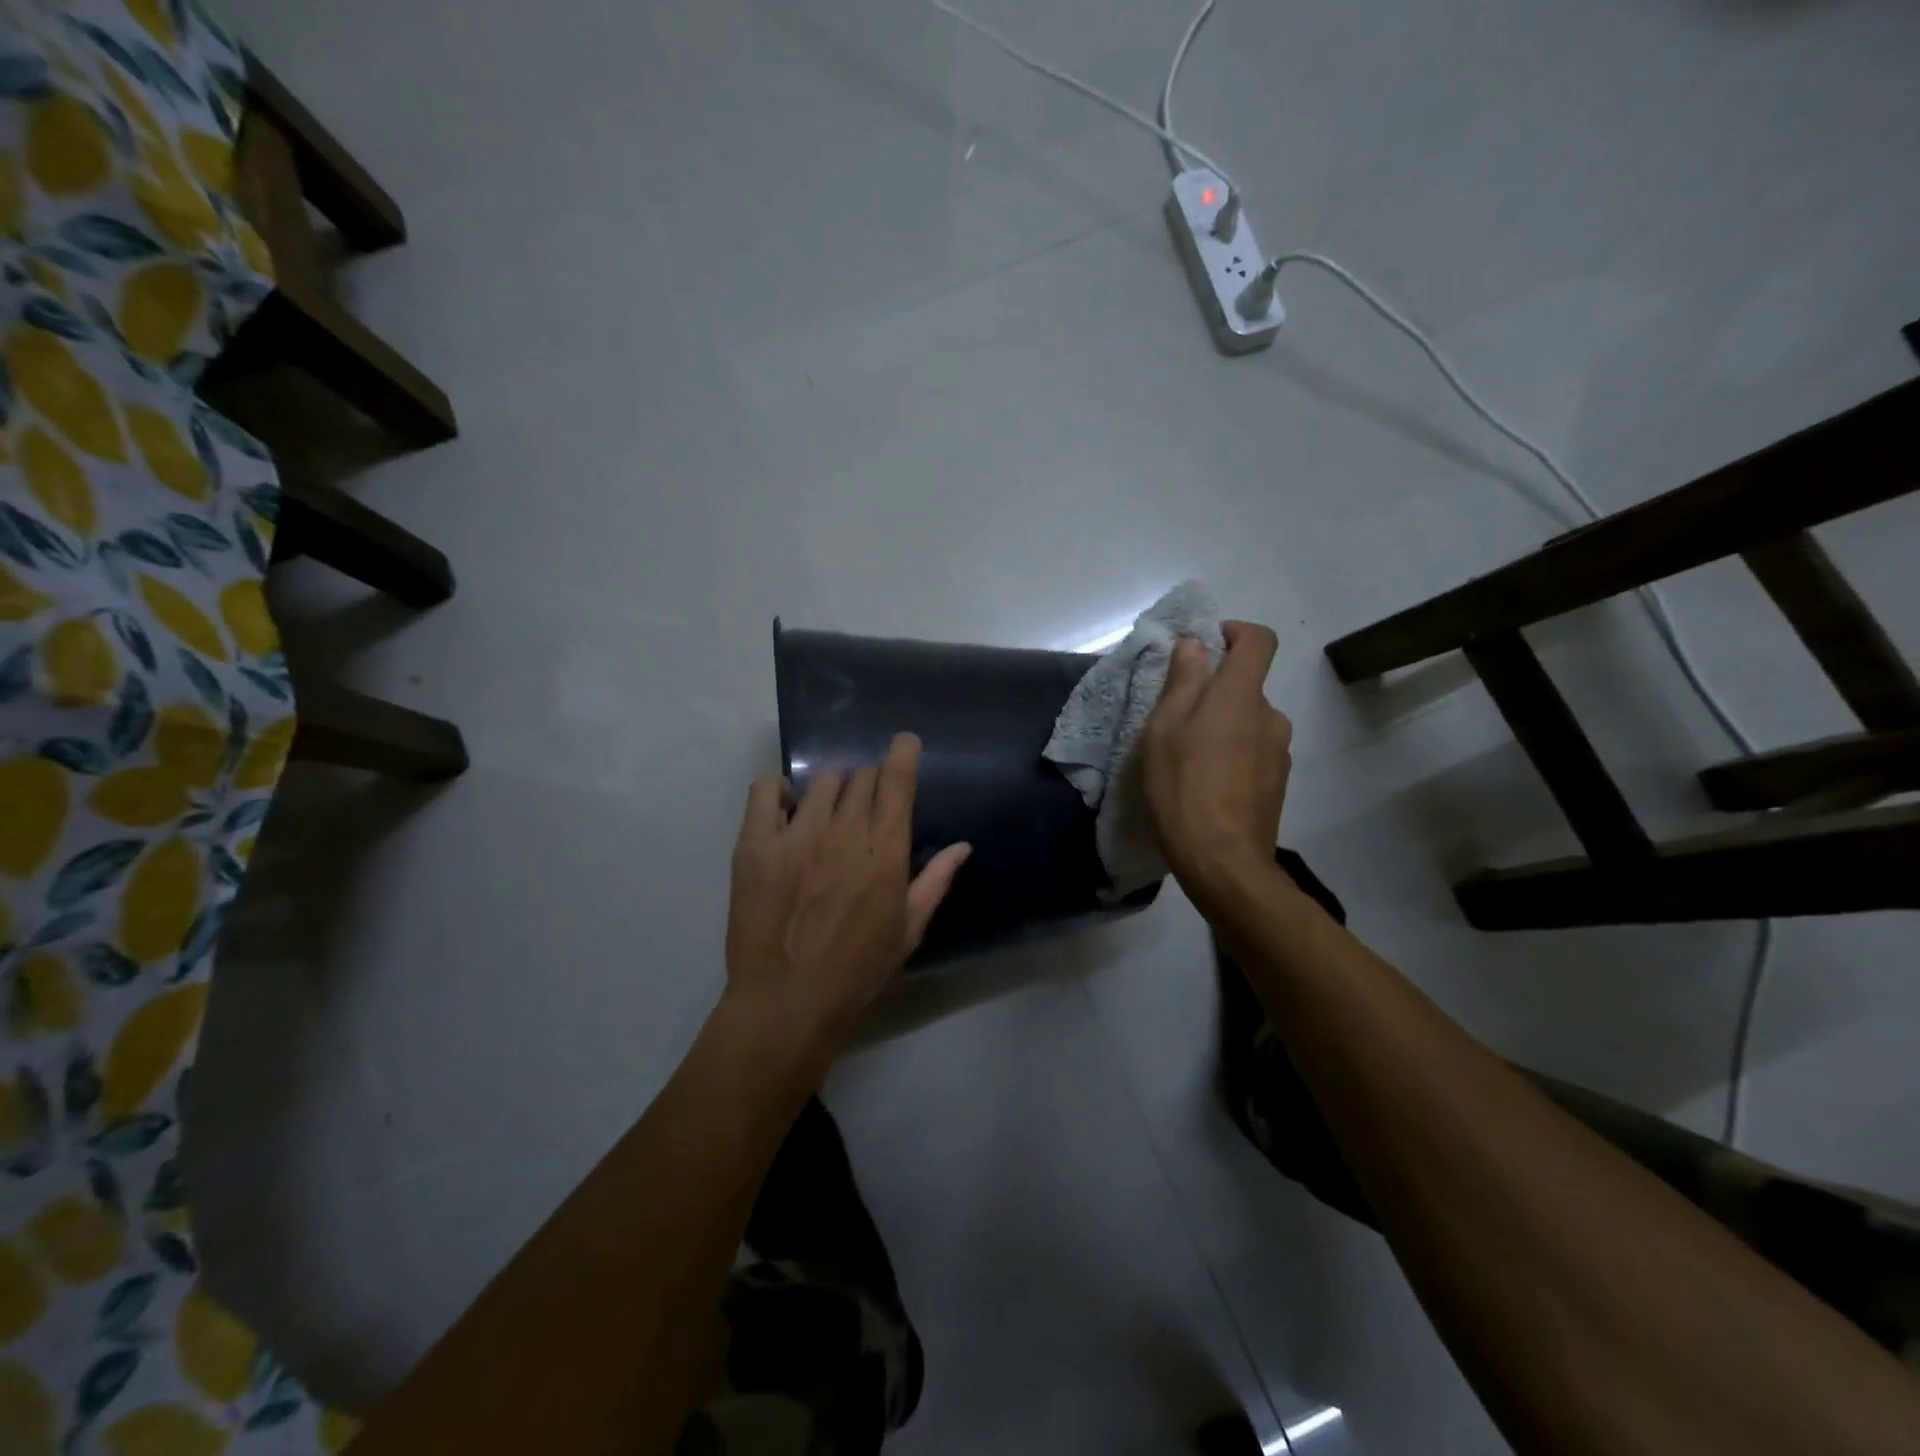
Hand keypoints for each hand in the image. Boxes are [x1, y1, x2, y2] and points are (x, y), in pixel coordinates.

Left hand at [725, 733, 970, 1053]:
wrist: (786, 1003)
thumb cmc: (856, 972)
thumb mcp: (908, 932)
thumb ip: (935, 882)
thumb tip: (962, 846)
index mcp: (884, 853)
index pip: (897, 782)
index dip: (903, 754)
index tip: (904, 743)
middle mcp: (843, 833)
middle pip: (860, 777)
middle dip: (869, 781)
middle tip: (864, 805)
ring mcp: (796, 836)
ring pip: (821, 780)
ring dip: (832, 787)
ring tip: (827, 811)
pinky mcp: (755, 845)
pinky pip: (765, 792)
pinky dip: (779, 791)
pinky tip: (786, 810)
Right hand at [1140, 621, 1290, 907]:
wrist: (1223, 861)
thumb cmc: (1183, 788)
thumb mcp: (1164, 729)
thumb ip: (1182, 681)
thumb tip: (1195, 644)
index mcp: (1241, 696)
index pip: (1258, 640)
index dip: (1234, 632)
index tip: (1205, 647)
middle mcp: (1270, 716)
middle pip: (1246, 686)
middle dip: (1214, 692)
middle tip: (1175, 720)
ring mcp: (1279, 751)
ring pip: (1248, 722)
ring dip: (1222, 727)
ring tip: (1187, 759)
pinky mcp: (1277, 782)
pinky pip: (1253, 752)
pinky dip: (1232, 755)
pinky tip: (1206, 785)